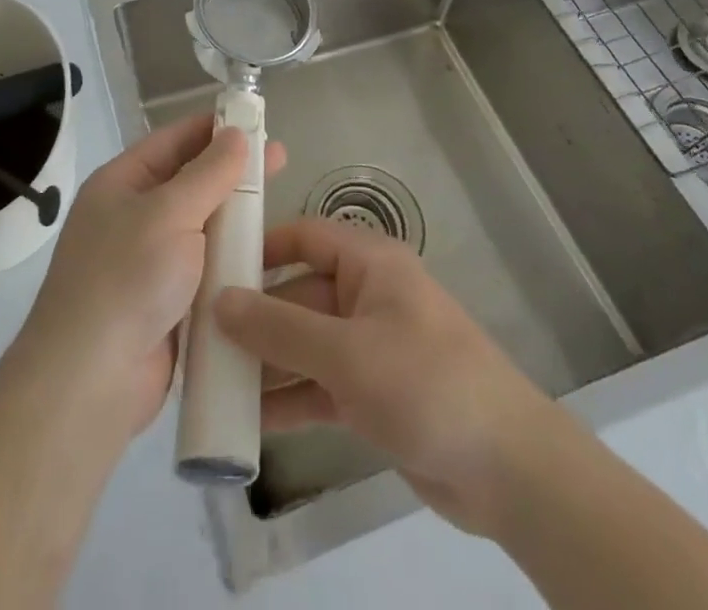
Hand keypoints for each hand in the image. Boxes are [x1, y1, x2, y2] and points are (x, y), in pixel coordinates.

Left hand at [15, 114, 285, 440]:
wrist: (90, 382)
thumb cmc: (126, 278)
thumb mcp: (169, 213)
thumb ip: (208, 173)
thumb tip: (236, 135)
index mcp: (121, 183)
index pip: (173, 140)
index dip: (213, 128)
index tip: (256, 121)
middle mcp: (132, 216)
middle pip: (190, 182)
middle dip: (232, 172)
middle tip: (281, 160)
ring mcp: (148, 262)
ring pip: (201, 227)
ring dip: (235, 218)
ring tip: (278, 207)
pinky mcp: (165, 302)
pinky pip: (204, 268)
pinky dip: (229, 260)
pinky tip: (265, 256)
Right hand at [215, 218, 546, 537]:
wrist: (509, 470)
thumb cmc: (426, 383)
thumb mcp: (346, 354)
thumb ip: (279, 329)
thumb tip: (219, 301)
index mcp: (369, 263)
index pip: (304, 236)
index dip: (260, 248)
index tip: (212, 269)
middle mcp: (367, 295)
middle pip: (298, 293)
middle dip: (254, 318)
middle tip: (198, 339)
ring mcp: (370, 346)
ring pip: (305, 344)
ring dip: (266, 363)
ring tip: (211, 383)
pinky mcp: (374, 394)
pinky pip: (320, 385)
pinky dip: (290, 399)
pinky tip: (248, 422)